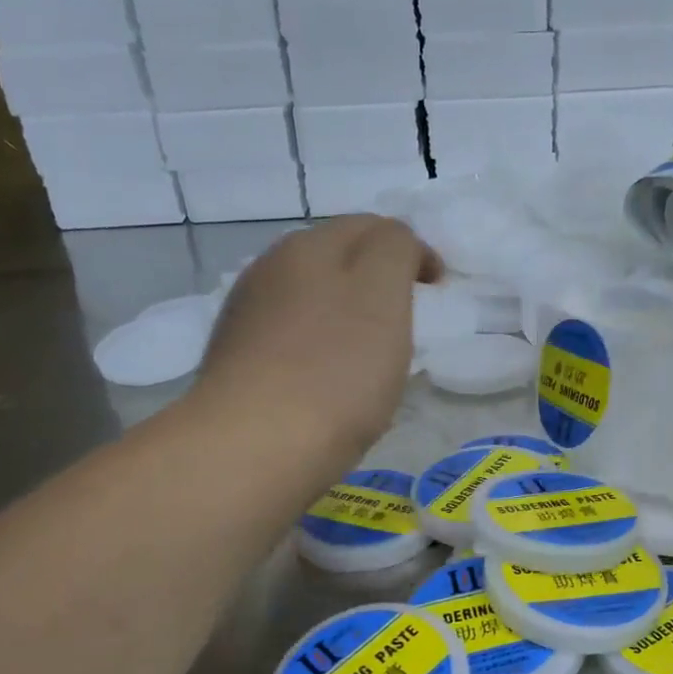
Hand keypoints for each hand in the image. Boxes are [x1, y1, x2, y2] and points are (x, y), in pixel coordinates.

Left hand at [194, 215, 442, 460]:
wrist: (255, 447)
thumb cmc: (335, 371)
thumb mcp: (382, 294)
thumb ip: (395, 250)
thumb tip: (395, 243)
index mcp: (309, 246)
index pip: (371, 226)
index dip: (411, 250)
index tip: (437, 288)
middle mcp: (269, 271)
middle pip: (333, 260)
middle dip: (374, 279)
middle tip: (407, 318)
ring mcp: (246, 319)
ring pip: (308, 301)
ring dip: (343, 314)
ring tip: (369, 355)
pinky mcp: (235, 365)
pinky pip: (289, 342)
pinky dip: (318, 349)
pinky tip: (327, 384)